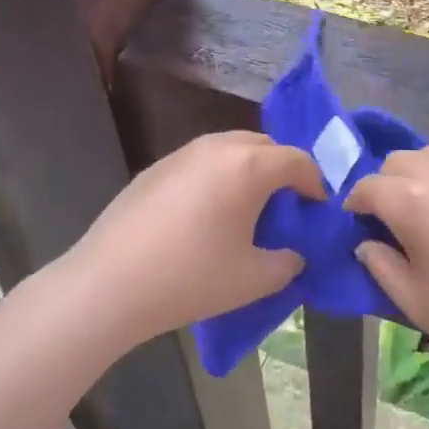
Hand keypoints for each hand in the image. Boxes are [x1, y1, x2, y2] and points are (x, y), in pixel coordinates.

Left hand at [63, 131, 320, 349]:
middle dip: (282, 170)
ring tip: (247, 207)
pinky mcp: (157, 167)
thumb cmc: (191, 278)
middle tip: (286, 206)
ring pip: (231, 148)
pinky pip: (202, 161)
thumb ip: (286, 262)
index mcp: (249, 166)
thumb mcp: (254, 279)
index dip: (315, 183)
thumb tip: (292, 253)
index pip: (297, 160)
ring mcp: (183, 153)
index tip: (318, 208)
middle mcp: (218, 147)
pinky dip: (218, 176)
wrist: (110, 283)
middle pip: (265, 145)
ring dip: (249, 169)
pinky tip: (205, 213)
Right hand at [347, 147, 428, 397]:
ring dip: (418, 175)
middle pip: (399, 161)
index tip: (356, 222)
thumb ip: (380, 264)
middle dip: (385, 183)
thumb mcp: (413, 300)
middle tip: (389, 218)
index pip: (369, 186)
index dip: (355, 203)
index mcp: (414, 201)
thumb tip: (366, 243)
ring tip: (425, 210)